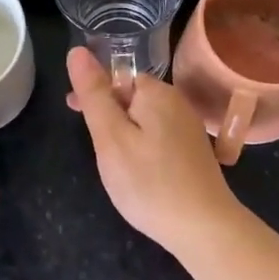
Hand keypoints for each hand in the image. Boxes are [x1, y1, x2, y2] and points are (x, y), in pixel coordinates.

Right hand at [65, 47, 248, 255]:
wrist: (203, 227)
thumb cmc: (148, 182)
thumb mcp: (110, 137)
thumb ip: (94, 94)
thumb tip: (78, 51)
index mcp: (157, 92)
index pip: (118, 76)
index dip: (94, 93)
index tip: (74, 114)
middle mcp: (177, 102)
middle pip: (133, 96)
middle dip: (109, 112)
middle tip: (94, 146)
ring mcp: (189, 127)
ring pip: (145, 118)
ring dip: (125, 131)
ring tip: (112, 161)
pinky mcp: (194, 151)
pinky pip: (159, 136)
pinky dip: (143, 146)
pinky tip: (138, 171)